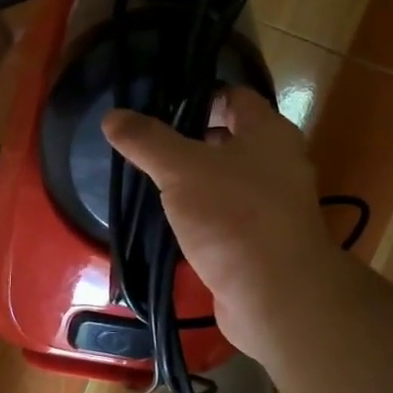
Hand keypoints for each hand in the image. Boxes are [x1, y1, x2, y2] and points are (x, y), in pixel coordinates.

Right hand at [103, 86, 354, 363]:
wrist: (276, 296)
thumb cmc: (233, 216)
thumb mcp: (181, 169)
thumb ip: (147, 140)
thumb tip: (113, 115)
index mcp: (269, 132)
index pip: (233, 97)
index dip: (197, 97)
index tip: (158, 108)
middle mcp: (279, 163)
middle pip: (231, 139)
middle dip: (191, 142)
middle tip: (148, 147)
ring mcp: (275, 205)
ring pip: (228, 181)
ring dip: (196, 182)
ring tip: (152, 182)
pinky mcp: (264, 241)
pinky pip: (229, 216)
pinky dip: (204, 215)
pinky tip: (173, 222)